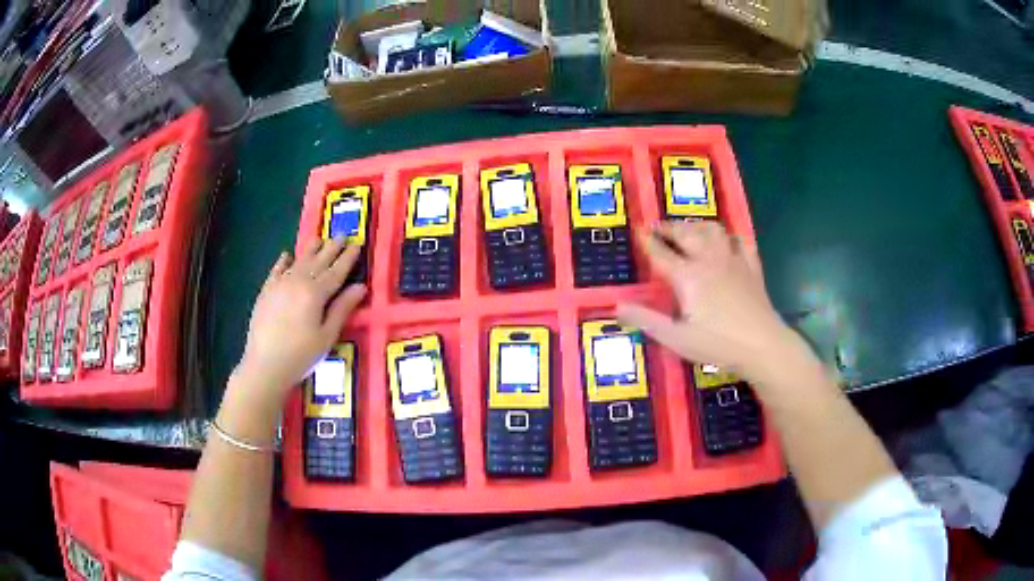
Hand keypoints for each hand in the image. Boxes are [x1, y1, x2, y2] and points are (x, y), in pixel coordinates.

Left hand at [235, 238, 366, 398]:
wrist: (264, 365)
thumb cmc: (301, 355)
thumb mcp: (327, 336)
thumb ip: (342, 309)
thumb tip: (360, 287)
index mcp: (316, 293)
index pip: (336, 271)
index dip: (348, 258)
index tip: (357, 244)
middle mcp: (298, 281)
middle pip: (318, 261)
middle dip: (331, 248)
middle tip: (342, 235)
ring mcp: (279, 284)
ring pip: (299, 261)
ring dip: (310, 249)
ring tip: (319, 239)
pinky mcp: (266, 292)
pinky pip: (276, 270)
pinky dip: (283, 261)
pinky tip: (287, 255)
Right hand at [617, 221, 793, 380]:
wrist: (762, 345)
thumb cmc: (717, 344)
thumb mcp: (676, 338)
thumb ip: (646, 320)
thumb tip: (617, 306)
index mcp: (688, 276)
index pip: (661, 253)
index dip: (647, 241)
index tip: (637, 230)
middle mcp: (708, 260)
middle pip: (686, 234)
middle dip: (669, 227)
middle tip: (657, 226)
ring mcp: (732, 260)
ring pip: (713, 230)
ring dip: (697, 225)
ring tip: (688, 228)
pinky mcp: (751, 267)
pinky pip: (740, 241)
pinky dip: (730, 236)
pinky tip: (727, 239)